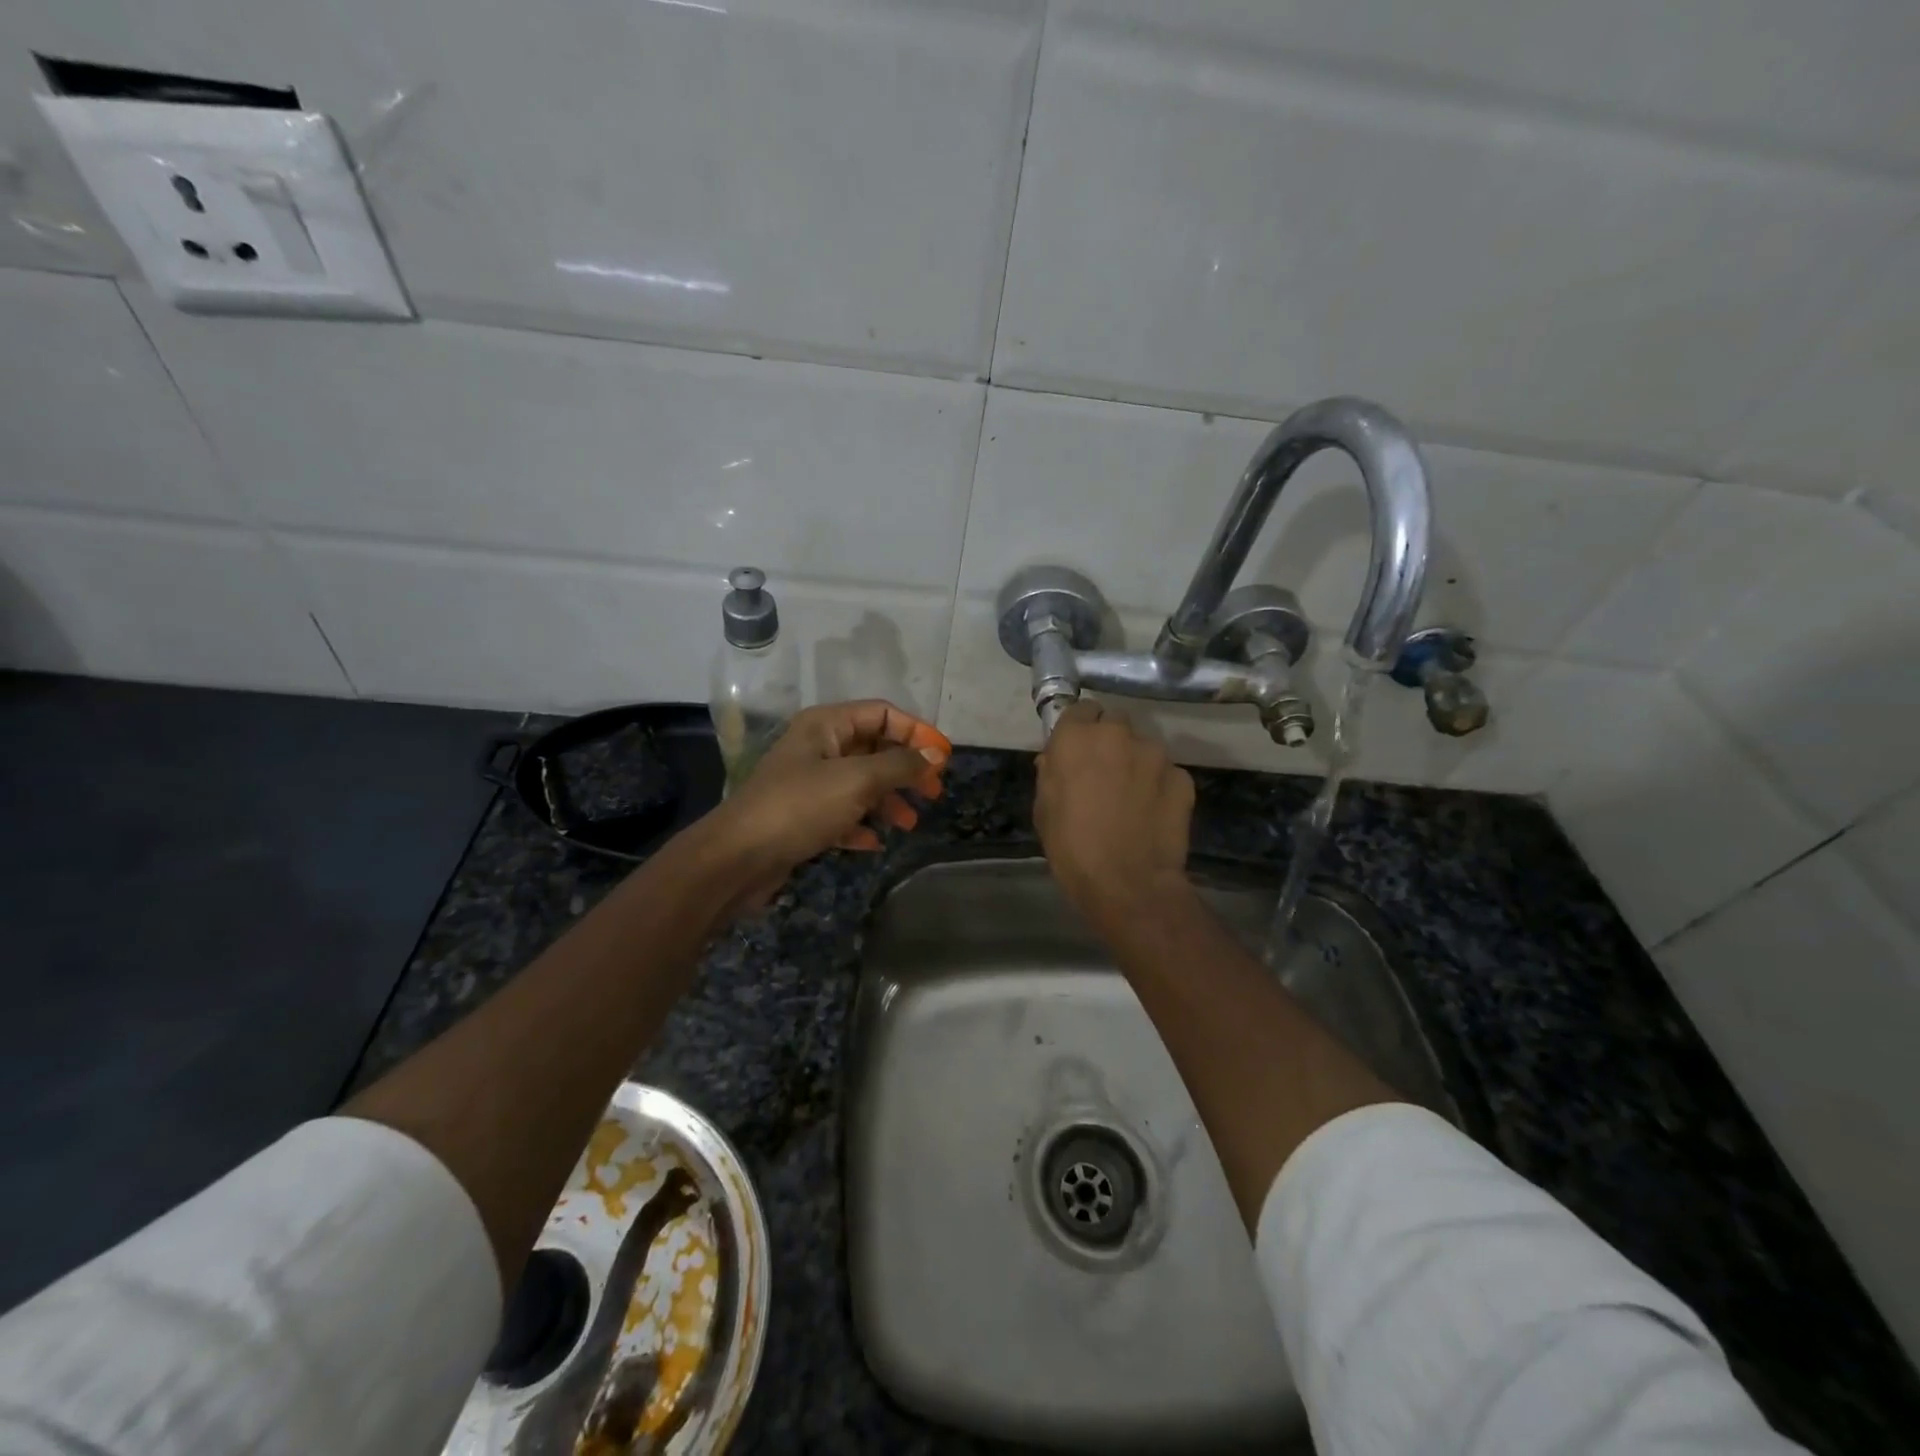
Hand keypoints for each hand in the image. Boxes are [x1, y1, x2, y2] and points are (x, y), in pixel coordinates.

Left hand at [695, 700, 949, 905]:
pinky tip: (874, 843)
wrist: (736, 858)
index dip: (916, 732)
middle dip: (905, 769)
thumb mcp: (857, 781)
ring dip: (888, 801)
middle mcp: (817, 747)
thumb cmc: (799, 807)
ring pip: (861, 783)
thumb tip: (935, 754)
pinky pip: (842, 813)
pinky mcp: (802, 817)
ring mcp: (808, 783)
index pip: (882, 714)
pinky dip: (861, 824)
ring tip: (908, 824)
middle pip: (874, 748)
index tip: (943, 759)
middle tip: (932, 793)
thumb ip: (899, 765)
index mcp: (826, 725)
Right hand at [1035, 702, 1194, 924]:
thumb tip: (1056, 760)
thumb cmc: (1072, 848)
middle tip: (1104, 772)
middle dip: (1110, 741)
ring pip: (1144, 746)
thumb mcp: (1044, 809)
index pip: (1079, 709)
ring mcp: (1155, 754)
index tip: (1077, 750)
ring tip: (1132, 797)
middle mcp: (1117, 734)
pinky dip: (1160, 785)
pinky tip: (1152, 812)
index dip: (1079, 728)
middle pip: (1114, 721)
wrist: (1127, 884)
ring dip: (1136, 762)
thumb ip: (1051, 774)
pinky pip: (1167, 772)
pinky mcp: (1182, 776)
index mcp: (1076, 738)